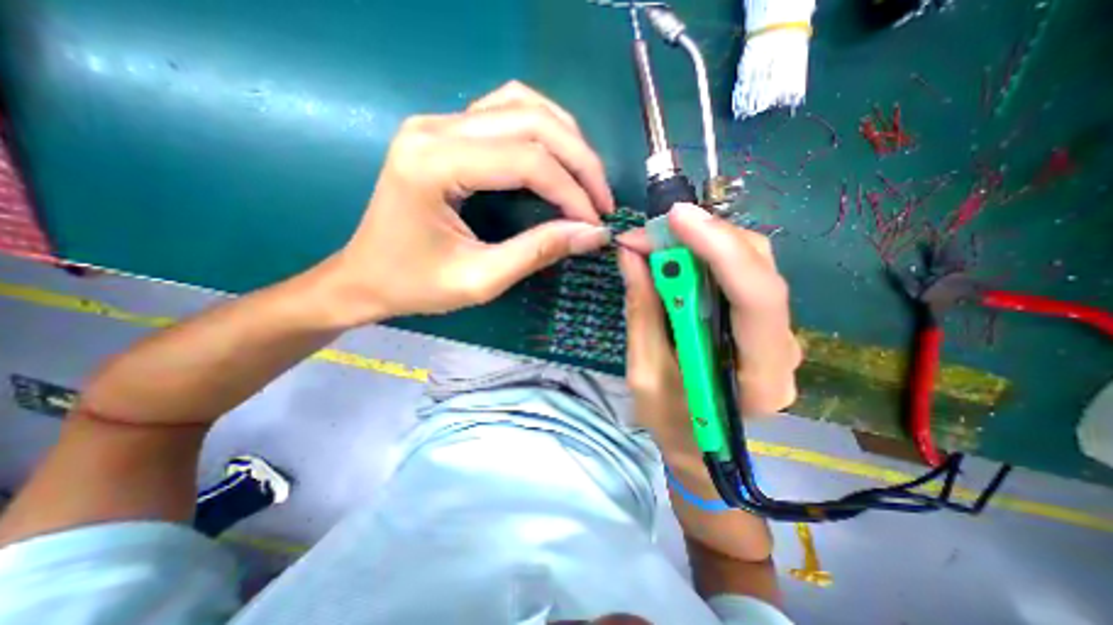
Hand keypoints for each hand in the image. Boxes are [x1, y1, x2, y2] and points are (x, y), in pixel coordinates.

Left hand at [323, 80, 612, 325]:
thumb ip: (538, 252)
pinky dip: (542, 130)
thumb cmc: (415, 285)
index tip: (596, 222)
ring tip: (586, 180)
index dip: (571, 191)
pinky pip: (505, 111)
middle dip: (579, 161)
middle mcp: (434, 128)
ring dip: (565, 140)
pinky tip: (556, 158)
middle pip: (530, 121)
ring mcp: (438, 123)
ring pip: (522, 105)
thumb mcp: (480, 280)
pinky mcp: (445, 132)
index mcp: (433, 164)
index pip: (525, 160)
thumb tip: (593, 234)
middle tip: (601, 200)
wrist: (365, 277)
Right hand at [618, 204, 799, 452]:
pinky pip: (741, 274)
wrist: (699, 448)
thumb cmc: (671, 422)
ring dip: (704, 243)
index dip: (719, 250)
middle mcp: (783, 348)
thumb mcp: (645, 372)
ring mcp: (778, 333)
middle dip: (704, 238)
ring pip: (753, 263)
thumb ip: (642, 312)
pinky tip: (678, 257)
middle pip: (759, 268)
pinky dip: (707, 256)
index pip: (756, 298)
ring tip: (657, 244)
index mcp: (760, 377)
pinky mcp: (762, 323)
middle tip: (650, 234)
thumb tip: (631, 255)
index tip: (674, 219)